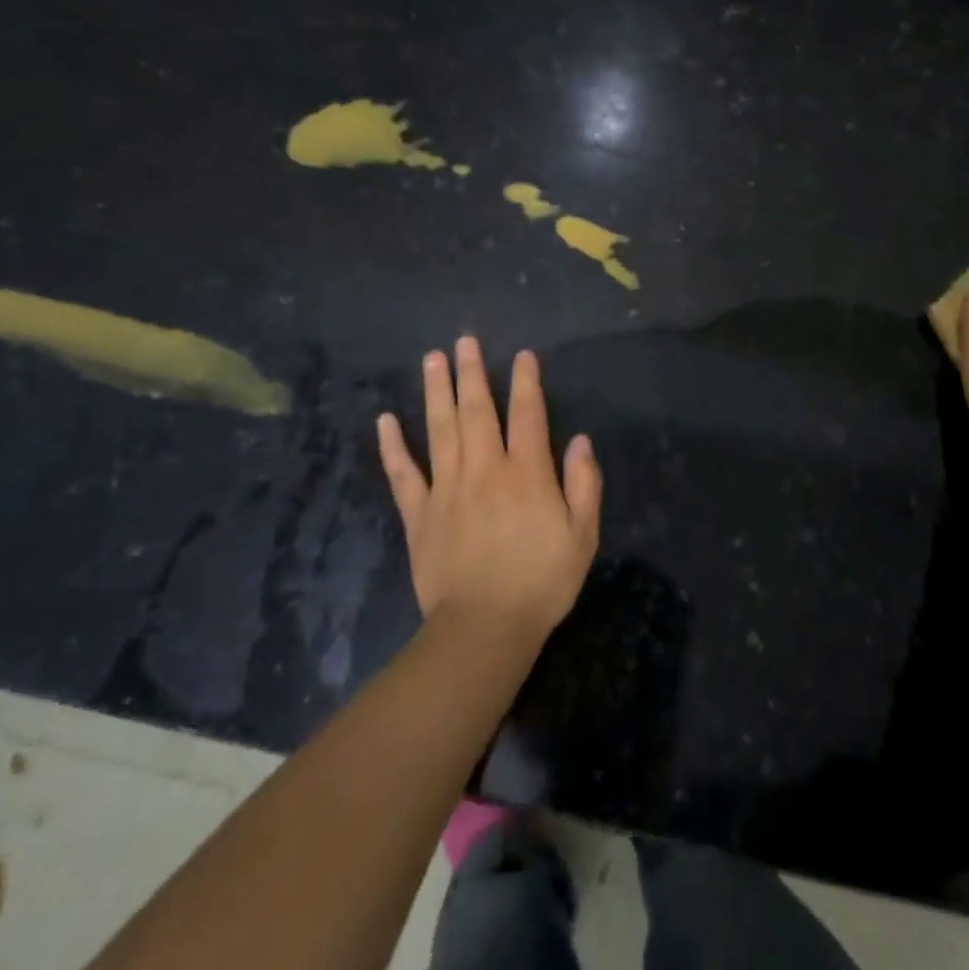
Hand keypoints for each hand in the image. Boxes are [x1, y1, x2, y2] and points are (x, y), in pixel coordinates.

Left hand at [376, 337, 601, 643]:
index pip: (527, 415)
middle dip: (471, 373)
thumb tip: (580, 440)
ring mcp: (446, 489)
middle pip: (476, 411)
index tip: (522, 355)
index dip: (526, 382)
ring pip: (439, 429)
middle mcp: (484, 470)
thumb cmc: (541, 582)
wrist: (484, 629)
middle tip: (464, 341)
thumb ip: (584, 484)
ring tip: (431, 359)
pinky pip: (403, 473)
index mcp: (526, 473)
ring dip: (435, 391)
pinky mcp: (419, 514)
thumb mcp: (582, 536)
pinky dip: (393, 446)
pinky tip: (385, 420)